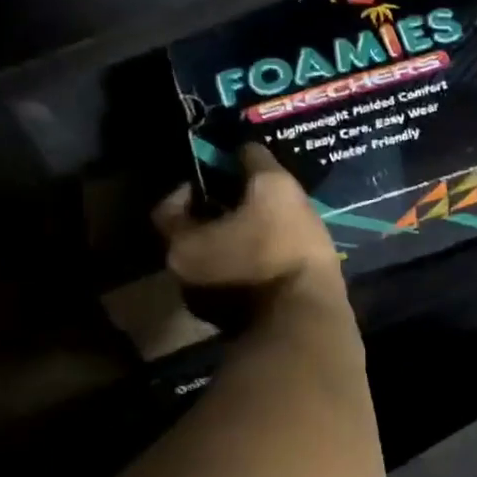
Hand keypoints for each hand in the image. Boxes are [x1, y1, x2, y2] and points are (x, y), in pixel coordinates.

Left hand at [152, 145, 343, 304]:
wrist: (308, 320)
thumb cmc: (283, 249)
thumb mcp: (275, 190)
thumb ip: (255, 163)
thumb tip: (246, 149)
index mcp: (181, 245)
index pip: (168, 207)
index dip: (193, 188)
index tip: (222, 179)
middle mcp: (184, 279)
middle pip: (192, 237)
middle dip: (218, 219)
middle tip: (250, 204)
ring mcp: (209, 308)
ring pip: (216, 265)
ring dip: (235, 248)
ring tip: (270, 233)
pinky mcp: (238, 326)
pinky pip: (238, 287)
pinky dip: (251, 273)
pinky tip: (280, 264)